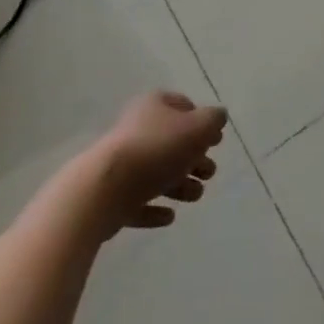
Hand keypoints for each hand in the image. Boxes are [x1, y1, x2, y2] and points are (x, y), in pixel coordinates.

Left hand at [88, 91, 227, 232]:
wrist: (104, 189)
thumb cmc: (157, 149)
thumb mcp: (198, 127)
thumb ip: (213, 120)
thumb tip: (218, 117)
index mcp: (154, 106)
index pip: (182, 106)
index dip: (201, 121)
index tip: (216, 141)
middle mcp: (136, 129)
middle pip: (172, 142)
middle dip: (194, 158)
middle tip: (209, 173)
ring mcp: (121, 164)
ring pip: (157, 173)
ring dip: (179, 185)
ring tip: (195, 196)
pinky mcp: (111, 196)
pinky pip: (138, 201)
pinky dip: (154, 208)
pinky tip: (169, 216)